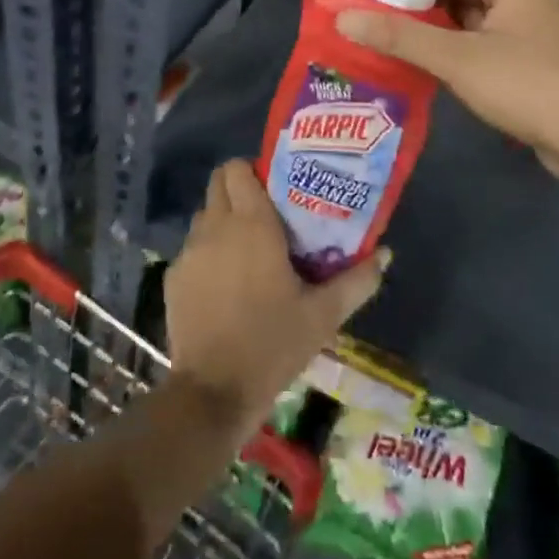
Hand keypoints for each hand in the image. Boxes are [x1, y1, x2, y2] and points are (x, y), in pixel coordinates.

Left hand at [166, 161, 385, 426]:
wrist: (214, 390)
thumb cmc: (273, 344)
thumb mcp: (324, 315)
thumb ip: (357, 280)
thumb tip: (385, 254)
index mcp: (252, 224)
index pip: (238, 168)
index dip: (255, 170)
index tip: (276, 187)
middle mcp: (216, 226)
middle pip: (219, 183)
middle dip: (238, 188)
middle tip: (265, 214)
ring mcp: (189, 251)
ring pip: (204, 215)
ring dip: (223, 220)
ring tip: (247, 250)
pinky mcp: (173, 276)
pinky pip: (192, 249)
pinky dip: (207, 253)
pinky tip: (225, 285)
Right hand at [336, 0, 558, 187]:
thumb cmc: (526, 82)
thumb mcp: (456, 57)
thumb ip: (400, 36)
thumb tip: (343, 17)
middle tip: (372, 1)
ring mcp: (532, 30)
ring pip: (473, 18)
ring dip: (437, 24)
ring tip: (387, 27)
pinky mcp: (532, 61)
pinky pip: (484, 42)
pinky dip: (456, 46)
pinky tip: (423, 57)